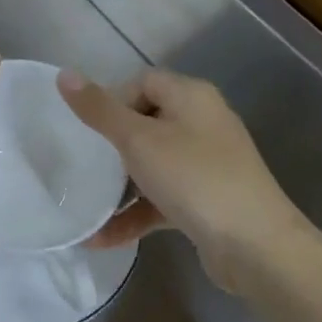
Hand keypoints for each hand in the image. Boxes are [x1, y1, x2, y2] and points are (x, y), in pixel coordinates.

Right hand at [57, 68, 310, 287]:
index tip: (90, 129)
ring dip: (120, 185)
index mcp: (191, 97)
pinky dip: (137, 212)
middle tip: (83, 163)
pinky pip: (163, 198)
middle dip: (112, 145)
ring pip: (153, 164)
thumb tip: (64, 74)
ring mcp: (208, 164)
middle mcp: (203, 123)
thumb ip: (99, 109)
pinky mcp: (208, 201)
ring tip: (85, 203)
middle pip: (146, 122)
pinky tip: (103, 237)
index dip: (113, 100)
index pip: (143, 82)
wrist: (256, 247)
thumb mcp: (138, 140)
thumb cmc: (194, 178)